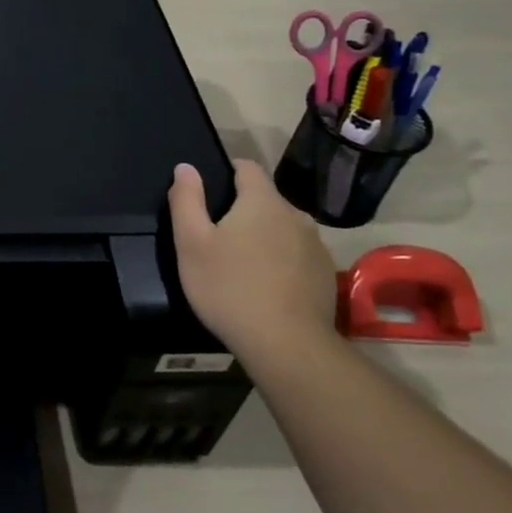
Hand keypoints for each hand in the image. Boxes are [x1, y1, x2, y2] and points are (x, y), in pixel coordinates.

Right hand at [168, 158, 337, 362]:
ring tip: (241, 263)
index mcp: (263, 202)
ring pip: (283, 228)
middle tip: (217, 236)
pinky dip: (281, 261)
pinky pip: (297, 255)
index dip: (227, 170)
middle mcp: (296, 216)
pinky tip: (265, 286)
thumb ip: (186, 200)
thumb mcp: (191, 243)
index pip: (247, 167)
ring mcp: (315, 246)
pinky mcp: (325, 275)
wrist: (287, 345)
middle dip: (243, 209)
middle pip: (265, 200)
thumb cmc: (229, 287)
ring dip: (264, 236)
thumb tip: (186, 167)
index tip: (209, 190)